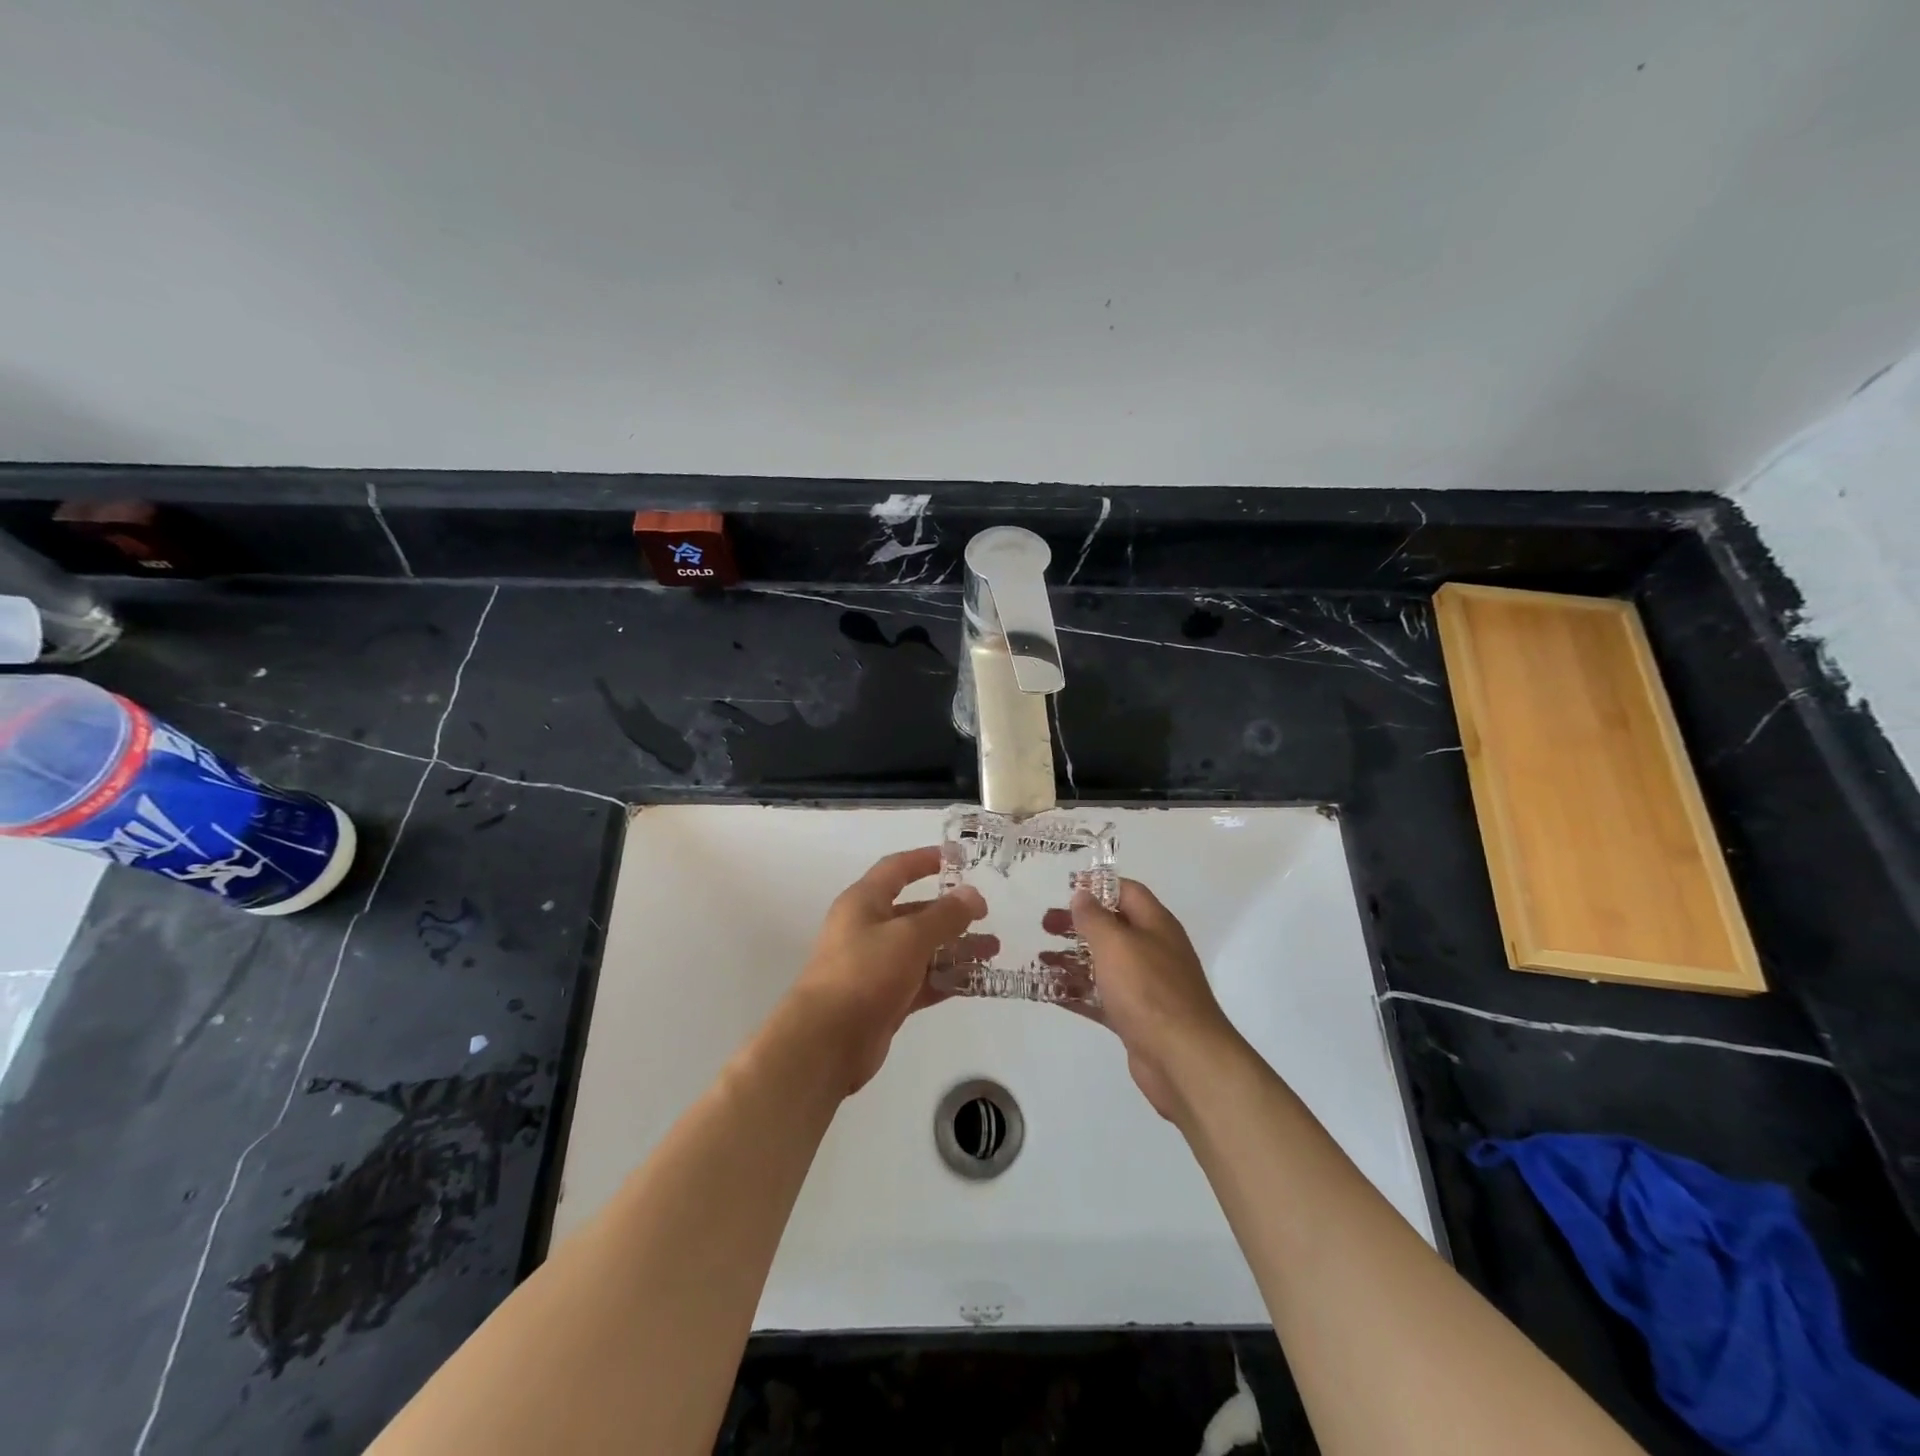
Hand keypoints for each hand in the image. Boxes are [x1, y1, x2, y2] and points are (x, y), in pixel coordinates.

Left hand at [788, 847, 986, 1095]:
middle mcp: (867, 929)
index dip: (925, 860)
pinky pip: (921, 981)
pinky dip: (945, 978)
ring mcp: (875, 966)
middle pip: (914, 912)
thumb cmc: (865, 973)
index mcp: (864, 902)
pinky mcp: (884, 999)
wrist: (827, 1041)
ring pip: (922, 949)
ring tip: (992, 950)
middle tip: (986, 916)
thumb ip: (944, 915)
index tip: (958, 858)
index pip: (897, 869)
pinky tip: (975, 980)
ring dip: (955, 948)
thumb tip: (972, 894)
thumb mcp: (909, 936)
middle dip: (951, 913)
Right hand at [1065, 879, 1243, 1120]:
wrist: (1183, 1059)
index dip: (1098, 887)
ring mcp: (1146, 987)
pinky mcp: (1136, 1018)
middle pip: (1112, 928)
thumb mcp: (1116, 944)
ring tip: (1041, 958)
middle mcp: (1154, 951)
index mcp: (1156, 925)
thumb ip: (1095, 918)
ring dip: (1073, 959)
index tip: (1066, 890)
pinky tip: (1049, 993)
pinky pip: (1102, 998)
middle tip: (1045, 925)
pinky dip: (1078, 993)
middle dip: (1078, 925)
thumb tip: (1083, 894)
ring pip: (1105, 965)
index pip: (1127, 892)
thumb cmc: (1148, 990)